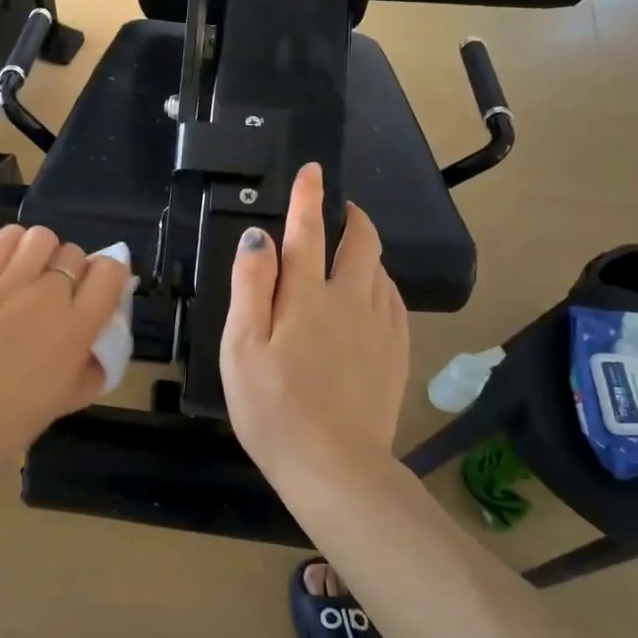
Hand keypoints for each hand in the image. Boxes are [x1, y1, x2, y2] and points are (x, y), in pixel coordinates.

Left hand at [0, 225, 131, 464]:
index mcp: (77, 327)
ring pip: (40, 238)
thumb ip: (93, 365)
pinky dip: (11, 246)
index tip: (95, 289)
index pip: (111, 271)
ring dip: (42, 253)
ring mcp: (5, 282)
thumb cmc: (8, 422)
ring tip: (27, 274)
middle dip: (71, 270)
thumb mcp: (68, 399)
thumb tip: (98, 340)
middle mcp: (47, 296)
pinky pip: (1, 240)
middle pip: (73, 253)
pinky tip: (3, 267)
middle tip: (54, 294)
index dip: (107, 275)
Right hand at [221, 162, 409, 478]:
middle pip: (361, 244)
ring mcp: (379, 328)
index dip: (308, 198)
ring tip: (353, 249)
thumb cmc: (272, 407)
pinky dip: (383, 285)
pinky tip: (376, 294)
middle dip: (352, 218)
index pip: (308, 233)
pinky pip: (395, 303)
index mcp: (307, 297)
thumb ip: (251, 287)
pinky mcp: (396, 354)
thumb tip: (260, 237)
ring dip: (368, 250)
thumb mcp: (242, 346)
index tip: (313, 171)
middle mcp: (350, 301)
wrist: (334, 466)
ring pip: (381, 272)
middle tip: (341, 209)